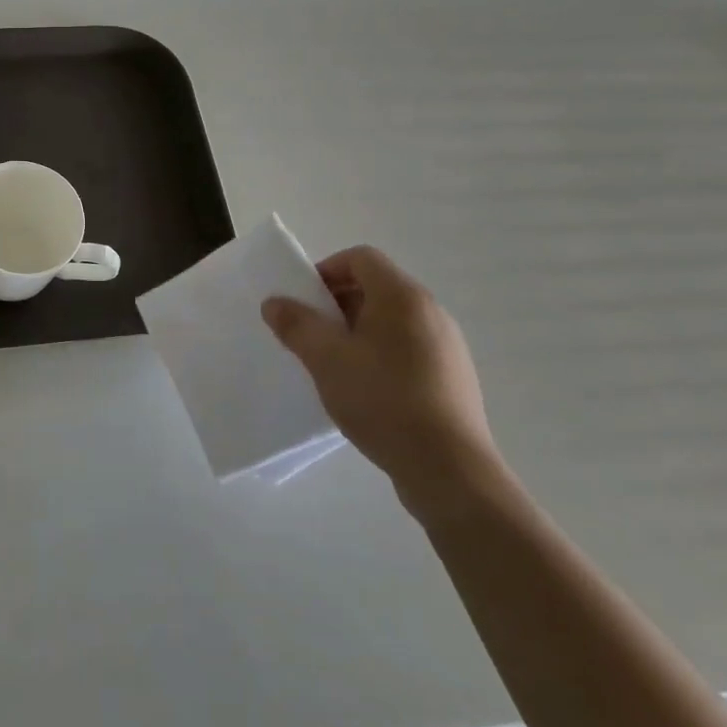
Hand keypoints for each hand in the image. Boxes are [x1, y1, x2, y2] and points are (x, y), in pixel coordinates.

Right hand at [262, 246, 500, 516]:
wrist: (449, 469)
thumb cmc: (383, 400)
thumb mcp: (326, 359)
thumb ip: (296, 324)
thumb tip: (275, 302)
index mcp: (402, 296)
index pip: (360, 258)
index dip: (326, 270)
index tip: (303, 301)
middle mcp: (430, 312)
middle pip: (376, 287)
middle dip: (336, 304)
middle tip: (311, 334)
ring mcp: (446, 346)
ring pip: (391, 321)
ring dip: (356, 331)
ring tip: (333, 365)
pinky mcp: (452, 377)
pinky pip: (407, 348)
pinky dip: (380, 354)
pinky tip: (365, 390)